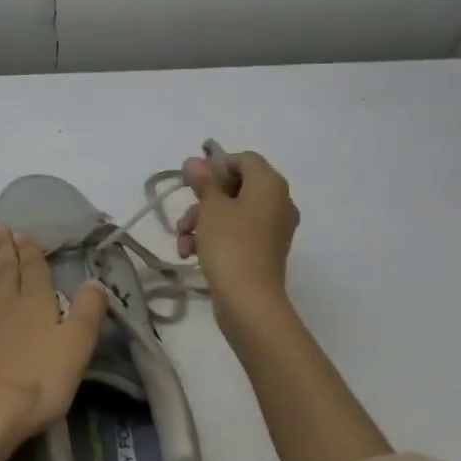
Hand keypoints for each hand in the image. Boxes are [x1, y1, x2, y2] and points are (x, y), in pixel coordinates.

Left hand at [0, 225, 108, 460]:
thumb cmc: (39, 379)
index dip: (30, 251)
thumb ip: (87, 312)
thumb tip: (95, 281)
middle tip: (1, 229)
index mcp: (36, 302)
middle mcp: (8, 304)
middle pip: (8, 270)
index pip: (34, 269)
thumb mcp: (76, 346)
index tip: (23, 233)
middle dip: (7, 249)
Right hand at [177, 149, 299, 317]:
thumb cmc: (230, 244)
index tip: (193, 182)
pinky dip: (213, 238)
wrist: (249, 301)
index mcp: (270, 185)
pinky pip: (236, 232)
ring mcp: (271, 229)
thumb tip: (195, 160)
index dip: (216, 166)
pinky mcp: (263, 251)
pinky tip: (191, 253)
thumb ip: (203, 180)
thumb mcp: (211, 207)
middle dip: (203, 200)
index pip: (244, 159)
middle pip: (235, 186)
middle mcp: (277, 202)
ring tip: (182, 240)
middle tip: (184, 211)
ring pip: (231, 212)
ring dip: (201, 221)